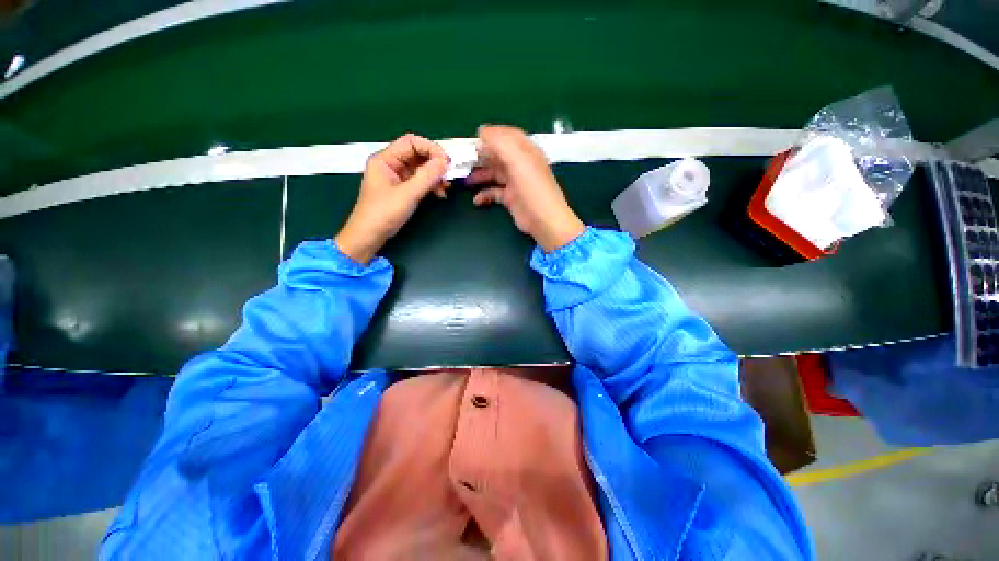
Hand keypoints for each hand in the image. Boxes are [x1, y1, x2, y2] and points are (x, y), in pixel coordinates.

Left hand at [335, 134, 449, 263]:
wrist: (369, 236)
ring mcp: (396, 177)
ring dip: (434, 176)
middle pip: (417, 155)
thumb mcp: (408, 194)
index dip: (430, 148)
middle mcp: (390, 164)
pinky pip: (419, 181)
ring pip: (420, 169)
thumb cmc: (383, 213)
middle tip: (449, 174)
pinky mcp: (402, 189)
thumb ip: (427, 176)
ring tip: (445, 187)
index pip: (411, 142)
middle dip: (434, 164)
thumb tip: (445, 162)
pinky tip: (439, 193)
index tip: (446, 161)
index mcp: (385, 159)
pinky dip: (430, 185)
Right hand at [467, 125, 584, 251]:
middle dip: (482, 156)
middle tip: (463, 160)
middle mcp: (520, 165)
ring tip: (466, 181)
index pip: (508, 136)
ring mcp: (515, 182)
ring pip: (494, 174)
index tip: (474, 137)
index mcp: (526, 152)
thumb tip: (482, 130)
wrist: (544, 221)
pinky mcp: (511, 199)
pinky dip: (485, 195)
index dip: (492, 134)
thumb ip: (500, 143)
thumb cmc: (533, 189)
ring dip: (480, 176)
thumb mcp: (518, 161)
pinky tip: (477, 200)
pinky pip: (494, 193)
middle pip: (498, 155)